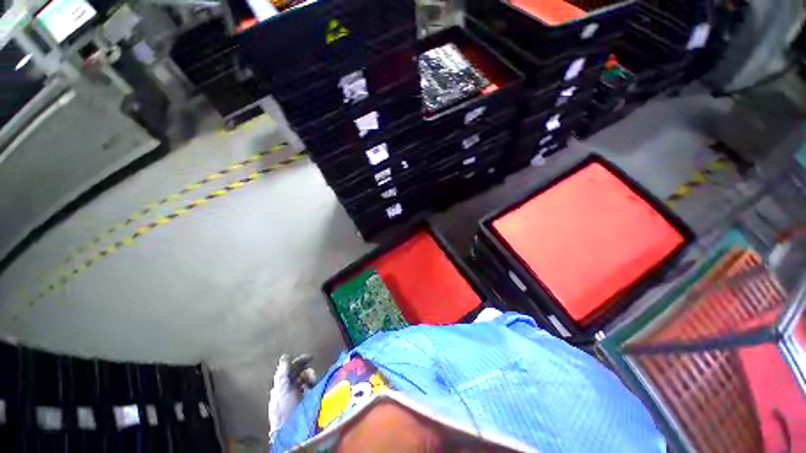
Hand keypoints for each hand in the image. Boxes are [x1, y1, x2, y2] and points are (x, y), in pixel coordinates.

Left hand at [268, 354, 316, 442]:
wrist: (290, 431)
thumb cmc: (284, 409)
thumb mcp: (281, 388)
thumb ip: (283, 372)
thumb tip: (285, 356)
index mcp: (281, 385)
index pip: (290, 368)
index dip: (299, 361)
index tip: (311, 357)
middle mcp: (288, 388)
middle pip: (299, 372)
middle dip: (306, 369)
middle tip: (313, 373)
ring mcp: (297, 395)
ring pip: (306, 379)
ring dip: (311, 377)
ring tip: (313, 383)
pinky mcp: (305, 401)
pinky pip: (311, 387)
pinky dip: (313, 384)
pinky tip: (314, 387)